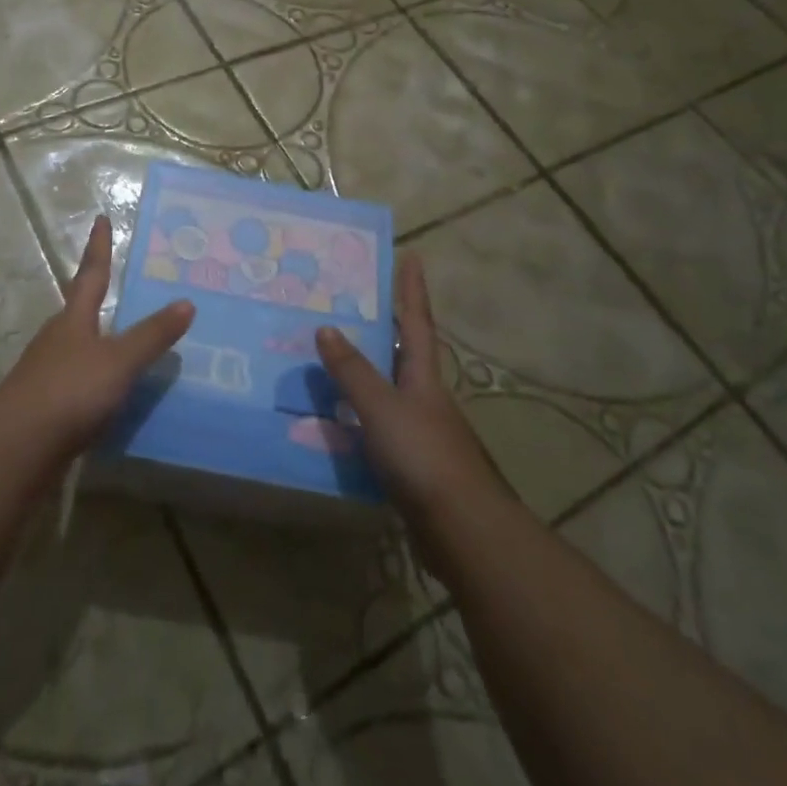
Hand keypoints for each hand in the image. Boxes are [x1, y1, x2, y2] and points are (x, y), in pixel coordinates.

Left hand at [1, 215, 195, 455]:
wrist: (17, 447)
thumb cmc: (70, 391)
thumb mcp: (119, 361)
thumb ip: (152, 335)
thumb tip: (187, 302)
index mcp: (74, 319)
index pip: (91, 273)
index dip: (99, 247)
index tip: (101, 219)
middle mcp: (58, 339)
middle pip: (79, 310)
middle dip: (96, 296)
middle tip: (120, 287)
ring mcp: (47, 372)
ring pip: (78, 347)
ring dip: (99, 342)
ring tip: (126, 344)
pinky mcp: (46, 405)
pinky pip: (78, 382)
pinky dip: (97, 380)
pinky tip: (112, 395)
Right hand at [316, 252, 504, 553]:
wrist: (461, 530)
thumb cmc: (423, 456)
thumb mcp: (381, 407)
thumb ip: (352, 371)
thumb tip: (325, 327)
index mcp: (423, 375)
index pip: (415, 321)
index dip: (412, 288)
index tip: (412, 255)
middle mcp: (424, 396)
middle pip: (403, 352)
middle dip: (384, 327)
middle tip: (353, 304)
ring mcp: (420, 431)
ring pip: (387, 390)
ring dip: (363, 374)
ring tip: (328, 359)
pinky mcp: (411, 463)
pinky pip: (376, 427)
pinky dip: (355, 417)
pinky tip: (332, 422)